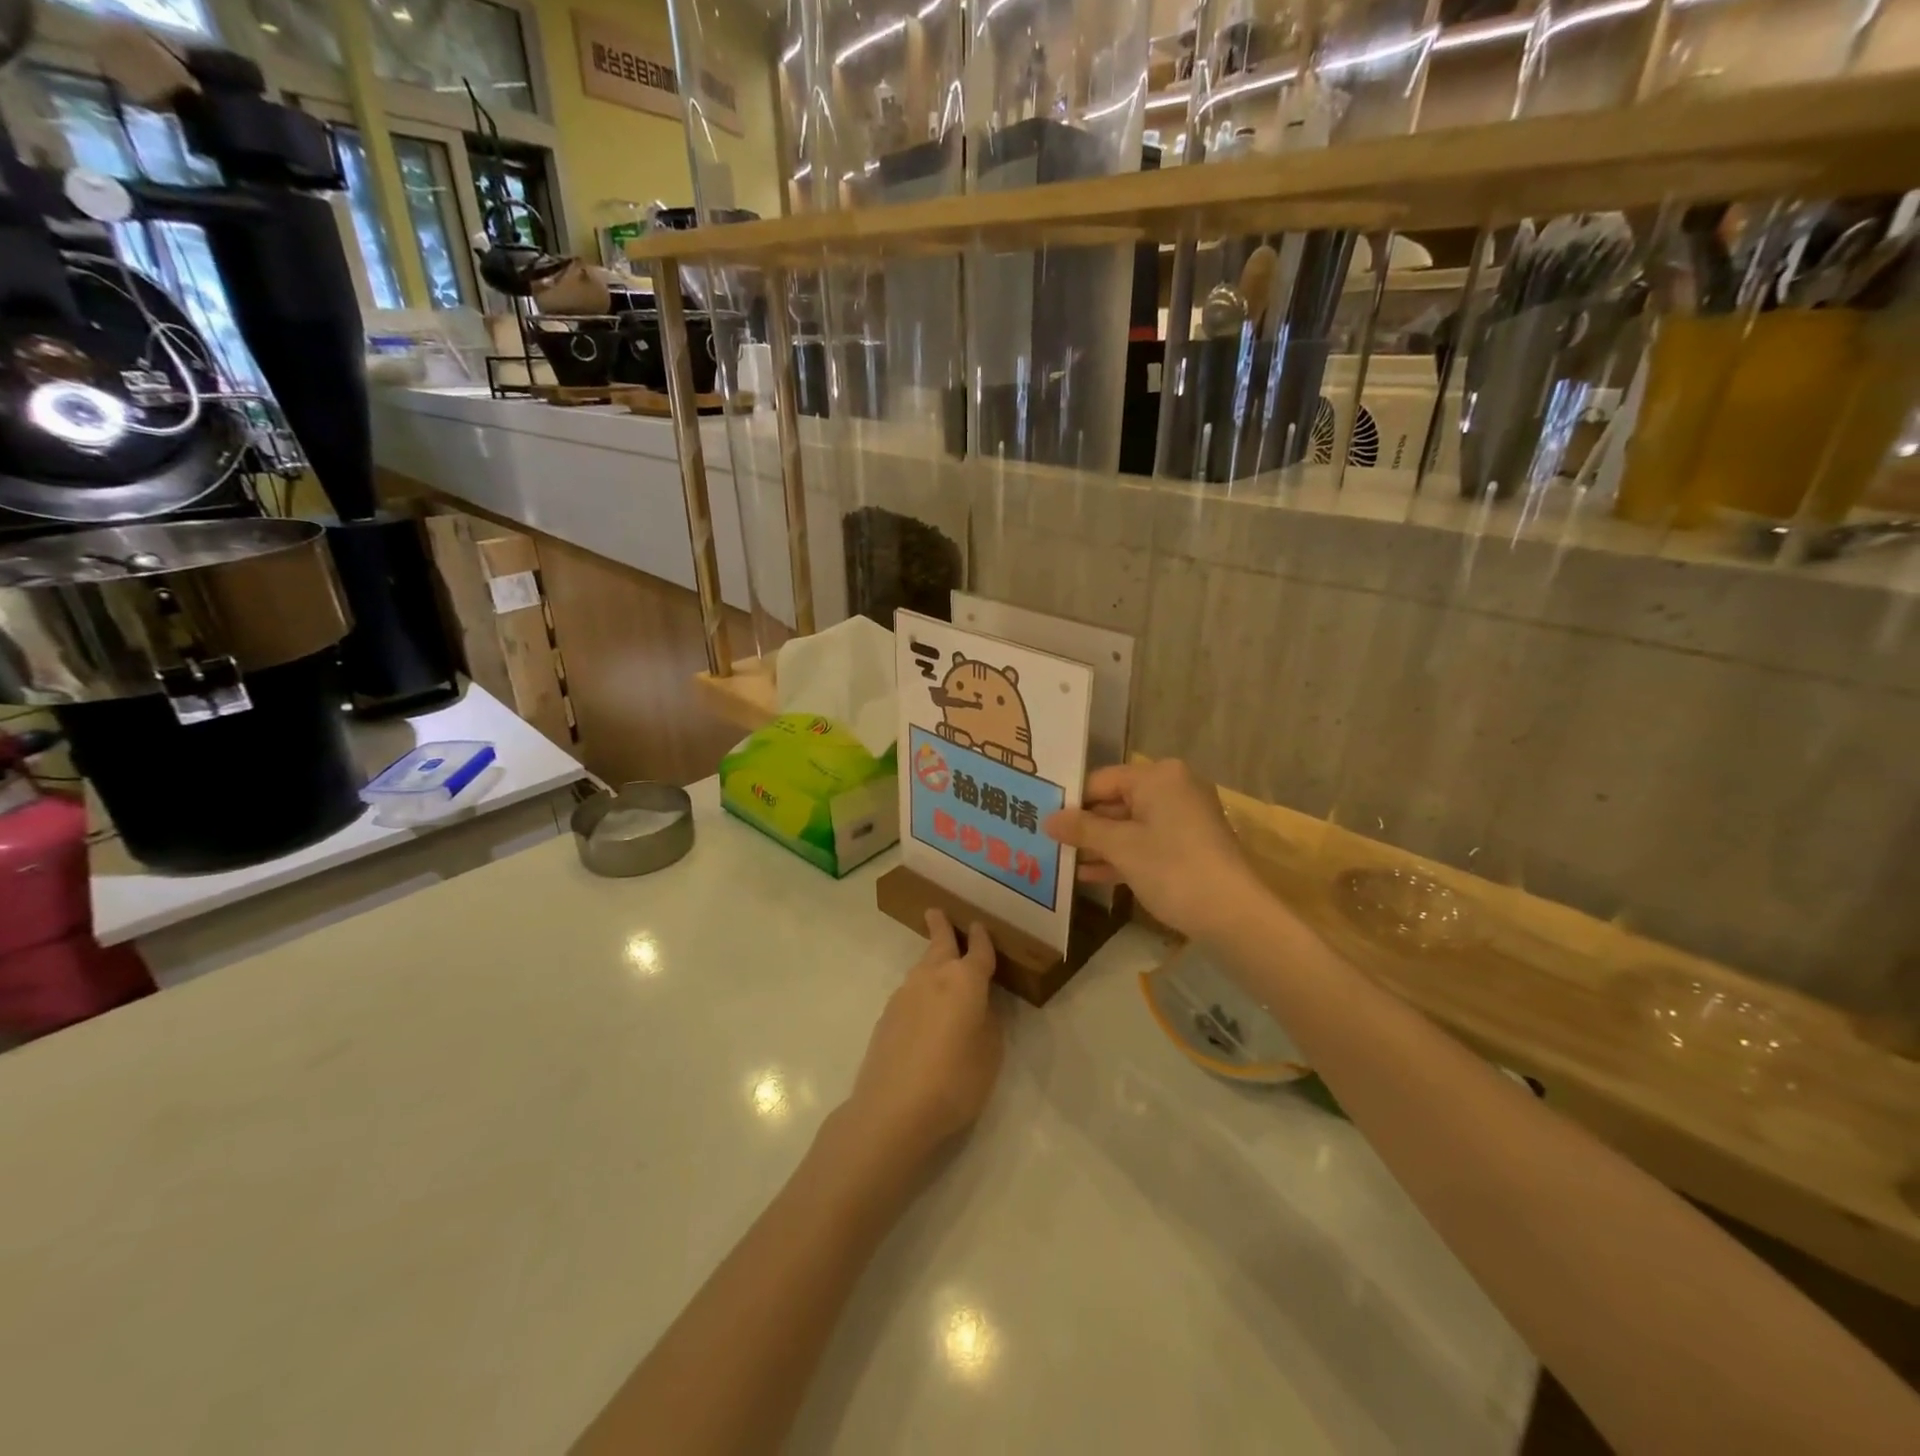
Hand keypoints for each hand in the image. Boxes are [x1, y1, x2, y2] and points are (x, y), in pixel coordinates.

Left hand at [842, 910, 1002, 1167]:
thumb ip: (989, 1023)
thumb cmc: (955, 1080)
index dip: (982, 939)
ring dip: (931, 962)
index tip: (979, 926)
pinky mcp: (886, 1015)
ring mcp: (905, 994)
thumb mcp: (990, 1055)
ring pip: (922, 968)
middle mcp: (933, 977)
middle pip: (939, 943)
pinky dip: (920, 991)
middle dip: (941, 926)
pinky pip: (910, 993)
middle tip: (936, 912)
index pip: (978, 951)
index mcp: (965, 981)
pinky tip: (923, 1012)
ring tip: (938, 966)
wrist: (893, 1108)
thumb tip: (981, 1007)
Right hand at [1044, 760, 1263, 941]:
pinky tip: (1088, 875)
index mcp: (1158, 776)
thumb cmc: (1172, 868)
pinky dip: (1121, 856)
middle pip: (1116, 801)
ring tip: (1061, 860)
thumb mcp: (1121, 847)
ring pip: (1130, 825)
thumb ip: (1082, 829)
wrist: (1233, 914)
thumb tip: (1048, 819)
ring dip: (1098, 844)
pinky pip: (1146, 843)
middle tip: (1046, 840)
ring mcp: (1183, 818)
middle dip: (1084, 825)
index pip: (1101, 780)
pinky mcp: (1189, 846)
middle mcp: (1173, 788)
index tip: (1041, 819)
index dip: (1071, 801)